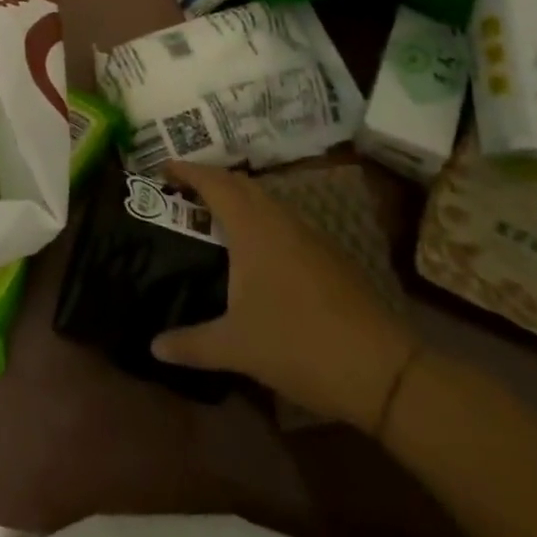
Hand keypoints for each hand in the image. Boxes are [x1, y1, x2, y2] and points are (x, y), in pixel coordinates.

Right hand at [151, 162, 420, 432]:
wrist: (382, 369)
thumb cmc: (299, 345)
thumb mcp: (236, 347)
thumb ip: (191, 344)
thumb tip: (154, 347)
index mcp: (253, 228)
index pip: (214, 183)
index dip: (188, 170)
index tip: (163, 167)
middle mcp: (280, 220)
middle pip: (241, 184)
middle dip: (211, 180)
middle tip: (184, 192)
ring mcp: (309, 235)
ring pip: (266, 201)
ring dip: (238, 199)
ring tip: (215, 217)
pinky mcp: (329, 255)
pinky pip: (284, 221)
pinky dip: (261, 219)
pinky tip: (256, 251)